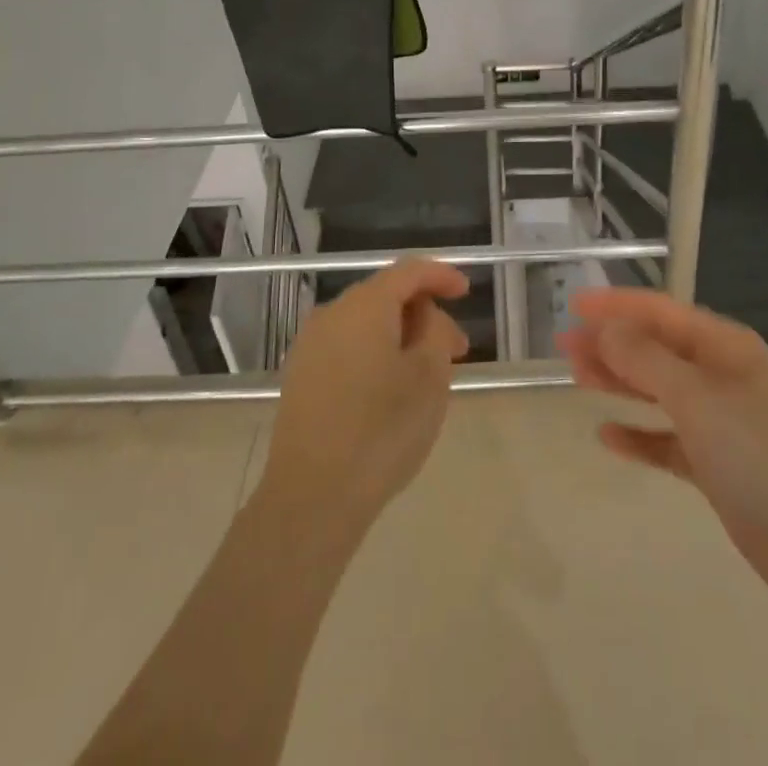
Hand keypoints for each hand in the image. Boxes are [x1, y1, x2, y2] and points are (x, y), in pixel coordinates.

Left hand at [260, 259, 470, 533]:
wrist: (312, 495)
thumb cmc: (382, 430)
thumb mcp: (429, 378)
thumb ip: (435, 331)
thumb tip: (424, 315)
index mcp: (364, 305)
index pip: (408, 271)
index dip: (441, 275)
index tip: (467, 292)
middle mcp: (332, 313)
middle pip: (385, 296)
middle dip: (423, 314)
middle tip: (456, 348)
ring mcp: (310, 344)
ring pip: (365, 324)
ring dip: (399, 336)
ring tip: (427, 375)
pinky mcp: (300, 374)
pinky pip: (346, 346)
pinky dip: (374, 353)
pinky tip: (390, 389)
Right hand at [561, 288, 767, 622]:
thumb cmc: (762, 457)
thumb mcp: (697, 399)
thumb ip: (646, 360)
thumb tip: (606, 327)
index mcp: (725, 348)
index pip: (662, 312)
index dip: (617, 305)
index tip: (574, 305)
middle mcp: (722, 377)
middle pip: (656, 349)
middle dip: (611, 343)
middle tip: (564, 345)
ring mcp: (721, 423)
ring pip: (658, 391)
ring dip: (619, 382)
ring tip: (576, 377)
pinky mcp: (718, 467)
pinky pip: (668, 440)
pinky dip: (640, 435)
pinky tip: (607, 436)